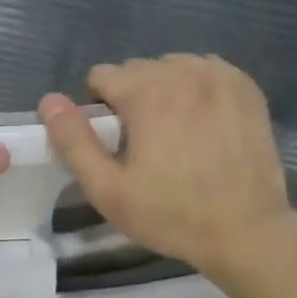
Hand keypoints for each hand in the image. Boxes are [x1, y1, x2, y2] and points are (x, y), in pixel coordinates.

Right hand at [39, 54, 296, 276]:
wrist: (246, 231)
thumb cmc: (170, 215)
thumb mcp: (107, 189)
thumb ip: (74, 142)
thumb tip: (49, 101)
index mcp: (147, 93)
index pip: (102, 75)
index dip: (98, 108)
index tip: (112, 142)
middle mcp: (184, 72)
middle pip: (138, 69)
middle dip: (130, 97)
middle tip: (142, 143)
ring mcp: (221, 77)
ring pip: (173, 67)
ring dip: (163, 90)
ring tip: (173, 132)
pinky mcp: (246, 89)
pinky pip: (207, 71)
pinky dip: (197, 88)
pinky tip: (201, 121)